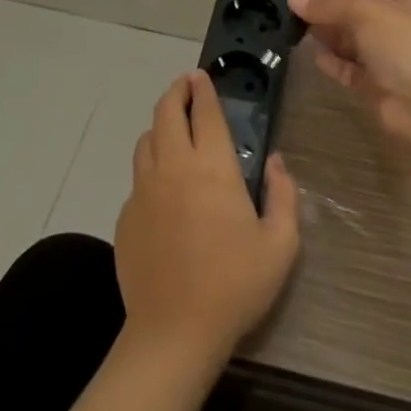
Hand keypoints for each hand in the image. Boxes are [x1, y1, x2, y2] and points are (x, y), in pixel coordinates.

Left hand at [115, 71, 300, 361]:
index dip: (203, 89)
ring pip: (146, 140)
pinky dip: (150, 165)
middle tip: (185, 85)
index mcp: (212, 167)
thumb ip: (284, 195)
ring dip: (160, 126)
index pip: (205, 112)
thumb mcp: (280, 244)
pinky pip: (138, 177)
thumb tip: (276, 161)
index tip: (202, 75)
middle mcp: (174, 167)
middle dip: (176, 92)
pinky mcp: (127, 216)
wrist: (173, 334)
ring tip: (173, 128)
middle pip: (167, 112)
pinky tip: (162, 185)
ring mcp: (144, 190)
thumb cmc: (234, 286)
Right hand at [288, 0, 410, 150]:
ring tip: (300, 30)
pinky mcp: (381, 88)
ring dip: (330, 36)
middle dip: (332, 11)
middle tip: (297, 10)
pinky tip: (316, 57)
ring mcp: (394, 60)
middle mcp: (406, 29)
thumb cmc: (403, 43)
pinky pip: (353, 70)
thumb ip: (328, 5)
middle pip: (362, 15)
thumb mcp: (365, 12)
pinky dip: (335, 63)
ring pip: (356, 43)